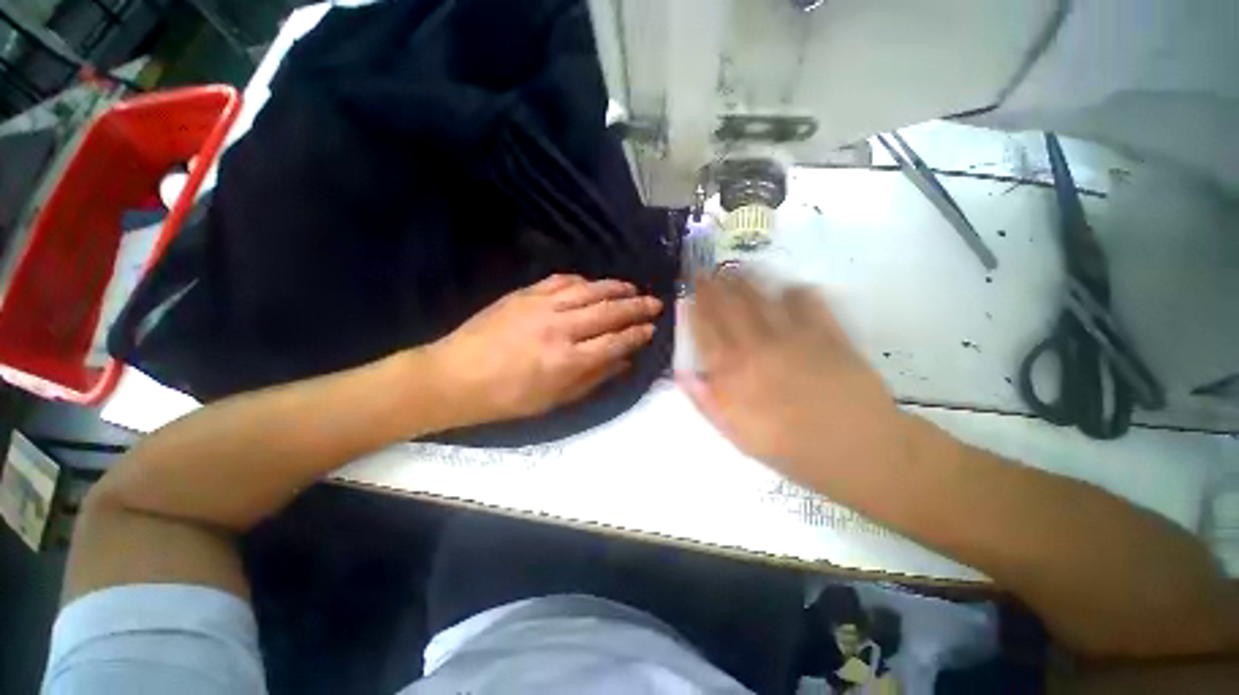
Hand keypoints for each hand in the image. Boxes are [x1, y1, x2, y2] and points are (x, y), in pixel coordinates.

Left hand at [424, 274, 660, 426]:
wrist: (454, 377)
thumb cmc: (506, 398)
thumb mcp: (554, 400)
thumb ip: (593, 379)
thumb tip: (623, 362)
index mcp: (567, 361)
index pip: (615, 341)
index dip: (637, 334)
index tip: (652, 328)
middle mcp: (559, 328)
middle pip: (608, 311)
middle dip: (636, 307)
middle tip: (654, 303)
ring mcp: (541, 306)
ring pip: (589, 290)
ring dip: (615, 288)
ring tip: (632, 288)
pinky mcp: (524, 294)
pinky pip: (561, 281)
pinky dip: (583, 281)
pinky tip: (593, 284)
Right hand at [679, 273, 907, 475]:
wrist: (859, 451)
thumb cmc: (791, 449)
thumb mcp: (738, 436)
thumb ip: (707, 402)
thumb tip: (683, 374)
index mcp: (732, 372)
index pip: (704, 328)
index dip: (694, 305)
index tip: (689, 290)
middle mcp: (756, 346)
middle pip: (728, 304)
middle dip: (713, 284)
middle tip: (706, 271)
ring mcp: (792, 335)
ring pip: (760, 295)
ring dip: (743, 279)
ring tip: (735, 270)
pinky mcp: (826, 330)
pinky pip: (804, 299)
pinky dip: (791, 289)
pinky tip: (785, 289)